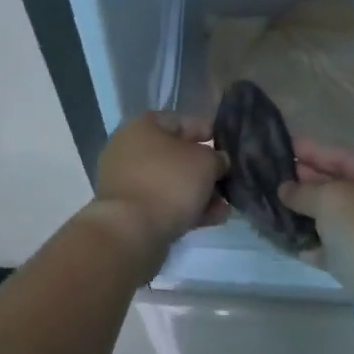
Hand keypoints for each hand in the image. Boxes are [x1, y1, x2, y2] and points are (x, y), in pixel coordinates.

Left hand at [88, 112, 229, 271]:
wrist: (131, 231)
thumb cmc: (169, 183)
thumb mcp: (205, 162)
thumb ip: (216, 158)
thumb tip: (217, 162)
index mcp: (142, 126)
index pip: (181, 121)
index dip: (207, 132)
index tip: (228, 147)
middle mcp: (129, 149)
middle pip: (175, 155)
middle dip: (204, 169)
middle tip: (227, 180)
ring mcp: (126, 181)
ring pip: (170, 182)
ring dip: (198, 192)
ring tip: (225, 207)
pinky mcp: (128, 210)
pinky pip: (162, 202)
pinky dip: (185, 208)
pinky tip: (213, 219)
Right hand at [278, 138, 353, 291]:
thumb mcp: (329, 199)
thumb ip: (303, 190)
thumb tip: (285, 189)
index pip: (343, 155)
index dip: (312, 149)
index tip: (282, 146)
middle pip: (339, 185)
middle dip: (306, 180)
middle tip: (274, 174)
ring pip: (334, 217)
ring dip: (307, 211)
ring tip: (276, 204)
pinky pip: (333, 246)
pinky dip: (313, 242)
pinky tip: (289, 238)